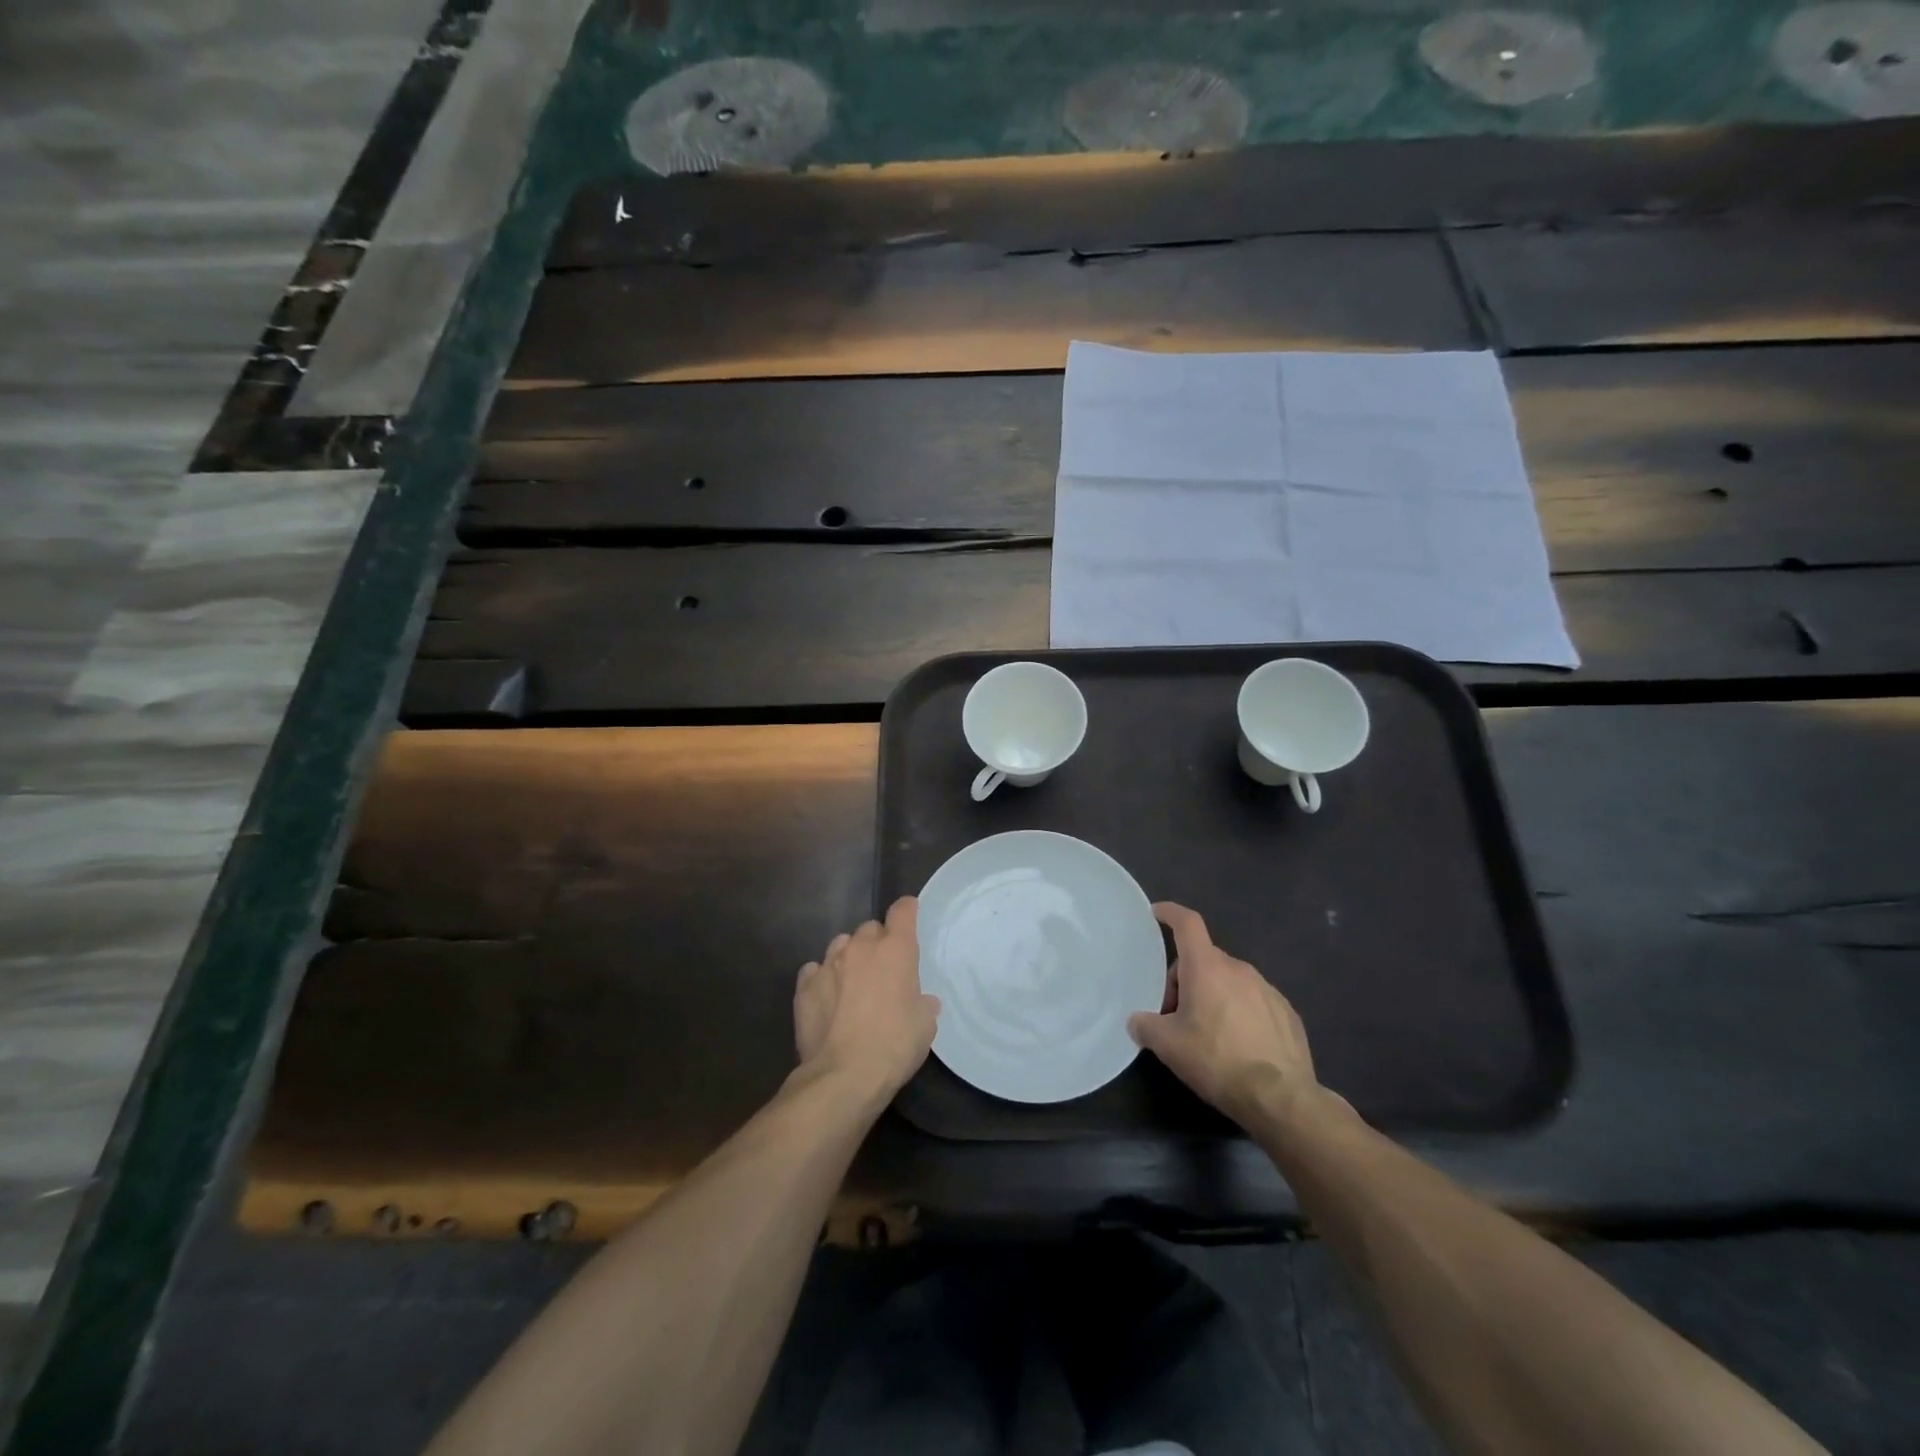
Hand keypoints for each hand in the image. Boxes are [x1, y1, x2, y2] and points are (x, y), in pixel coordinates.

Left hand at [794, 897, 939, 1101]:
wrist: (843, 1076)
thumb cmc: (894, 1045)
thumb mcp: (925, 1026)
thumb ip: (923, 1004)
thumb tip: (922, 1001)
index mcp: (895, 950)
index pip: (903, 910)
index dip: (907, 911)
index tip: (910, 919)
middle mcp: (860, 947)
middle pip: (870, 928)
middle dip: (877, 943)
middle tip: (882, 969)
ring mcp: (828, 964)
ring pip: (841, 945)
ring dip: (849, 957)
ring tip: (852, 983)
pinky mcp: (804, 985)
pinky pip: (814, 970)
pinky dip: (822, 978)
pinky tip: (827, 998)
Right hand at [1129, 902, 1325, 1129]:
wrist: (1281, 1099)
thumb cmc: (1217, 1061)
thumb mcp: (1168, 1046)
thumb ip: (1145, 1026)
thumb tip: (1137, 1021)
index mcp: (1207, 967)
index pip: (1187, 924)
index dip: (1170, 913)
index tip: (1157, 913)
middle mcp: (1239, 969)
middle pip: (1204, 960)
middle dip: (1185, 980)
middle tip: (1175, 1015)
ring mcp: (1267, 990)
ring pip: (1229, 981)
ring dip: (1213, 996)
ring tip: (1207, 1035)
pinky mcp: (1287, 1013)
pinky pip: (1254, 1001)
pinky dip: (1240, 1013)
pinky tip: (1238, 1046)